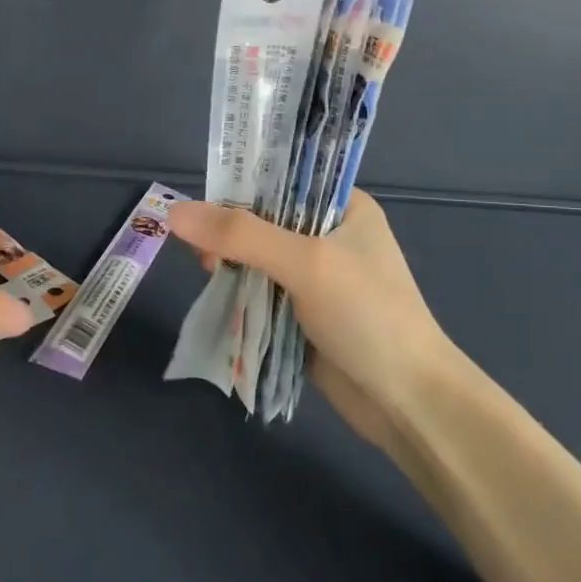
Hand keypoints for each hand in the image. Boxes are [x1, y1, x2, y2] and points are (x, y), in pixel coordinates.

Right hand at [166, 191, 469, 451]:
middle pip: (263, 220)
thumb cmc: (367, 315)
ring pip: (257, 259)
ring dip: (232, 266)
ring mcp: (317, 277)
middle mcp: (329, 235)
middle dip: (230, 233)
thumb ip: (240, 236)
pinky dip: (240, 293)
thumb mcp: (305, 263)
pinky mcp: (304, 313)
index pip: (281, 180)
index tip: (202, 206)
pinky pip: (261, 292)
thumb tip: (174, 212)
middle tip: (203, 252)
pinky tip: (221, 297)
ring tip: (209, 275)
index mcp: (343, 207)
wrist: (407, 401)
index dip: (239, 188)